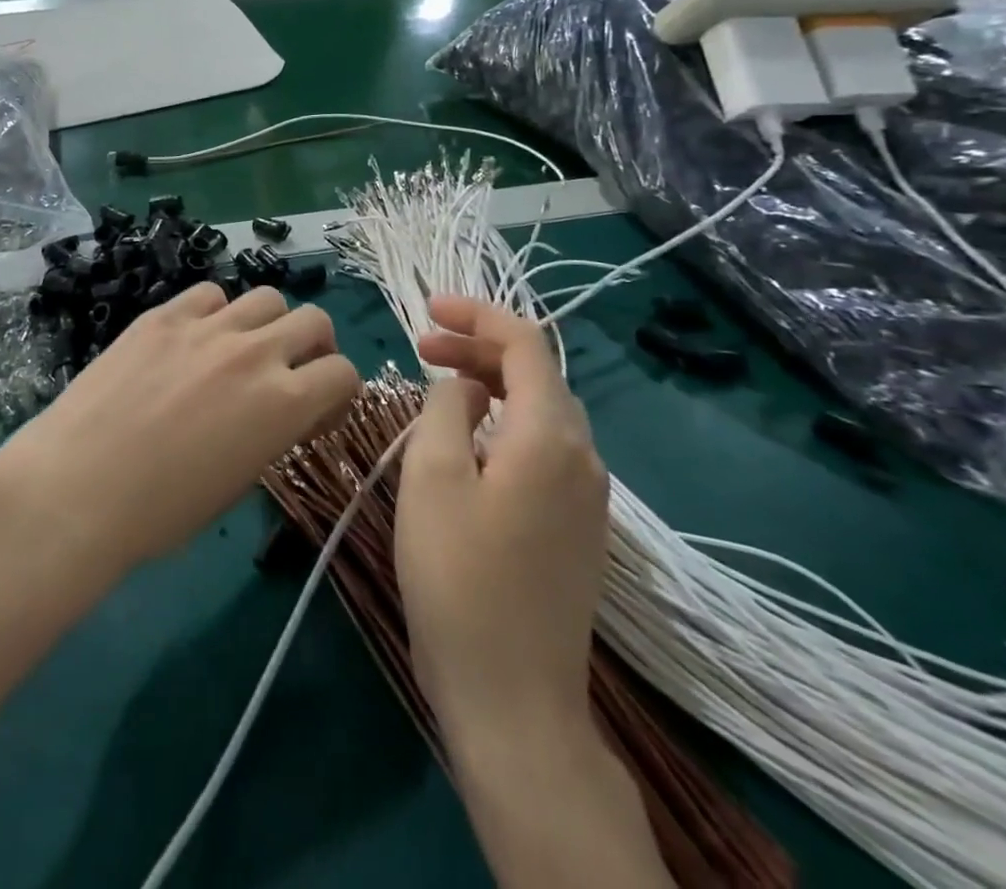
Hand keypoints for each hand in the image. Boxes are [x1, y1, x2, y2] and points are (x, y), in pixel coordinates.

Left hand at [0, 283, 359, 579]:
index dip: (338, 393)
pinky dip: (215, 313)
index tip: (317, 412)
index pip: (344, 372)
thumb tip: (277, 413)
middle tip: (290, 371)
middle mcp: (255, 352)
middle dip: (314, 346)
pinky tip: (194, 340)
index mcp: (284, 403)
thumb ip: (272, 432)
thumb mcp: (237, 482)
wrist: (78, 488)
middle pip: (314, 319)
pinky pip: (208, 294)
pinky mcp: (163, 315)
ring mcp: (207, 327)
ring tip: (241, 350)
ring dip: (267, 323)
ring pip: (266, 297)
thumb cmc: (160, 512)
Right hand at [396, 296, 609, 745]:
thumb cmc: (459, 576)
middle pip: (536, 374)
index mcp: (550, 436)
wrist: (512, 697)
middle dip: (478, 349)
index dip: (478, 314)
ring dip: (490, 385)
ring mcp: (585, 497)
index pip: (525, 343)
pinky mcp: (575, 528)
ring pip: (539, 412)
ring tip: (437, 384)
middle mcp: (582, 457)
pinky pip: (541, 448)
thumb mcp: (431, 475)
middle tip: (421, 346)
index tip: (428, 307)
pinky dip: (502, 422)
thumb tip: (466, 385)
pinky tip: (465, 441)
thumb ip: (446, 407)